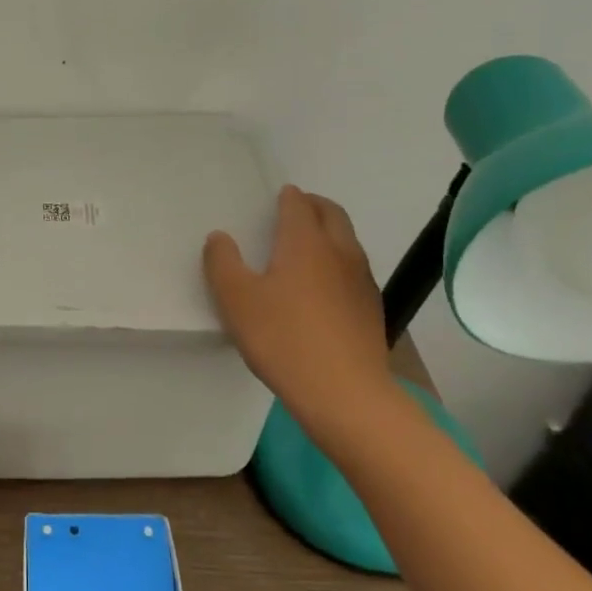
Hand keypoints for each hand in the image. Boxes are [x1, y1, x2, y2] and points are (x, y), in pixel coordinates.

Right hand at [203, 185, 394, 433]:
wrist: (344, 393)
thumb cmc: (283, 339)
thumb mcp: (236, 300)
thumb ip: (222, 263)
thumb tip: (220, 237)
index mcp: (305, 242)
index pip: (298, 204)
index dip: (287, 197)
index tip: (277, 197)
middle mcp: (340, 252)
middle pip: (332, 214)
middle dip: (314, 206)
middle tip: (294, 210)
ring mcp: (361, 280)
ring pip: (347, 241)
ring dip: (329, 233)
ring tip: (306, 247)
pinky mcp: (371, 308)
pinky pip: (354, 270)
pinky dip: (338, 263)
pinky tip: (323, 288)